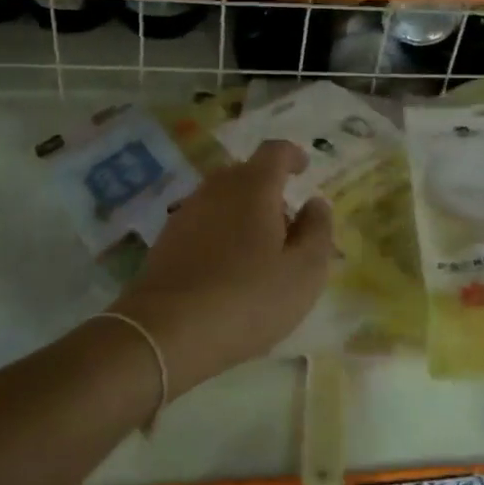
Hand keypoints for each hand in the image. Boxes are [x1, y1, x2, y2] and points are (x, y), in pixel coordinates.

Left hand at [113, 140, 334, 394]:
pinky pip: (203, 223)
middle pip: (246, 174)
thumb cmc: (248, 298)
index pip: (275, 151)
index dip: (292, 156)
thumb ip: (318, 230)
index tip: (303, 168)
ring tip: (259, 251)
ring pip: (222, 199)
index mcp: (254, 186)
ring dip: (243, 213)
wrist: (166, 333)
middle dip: (269, 189)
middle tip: (287, 224)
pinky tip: (227, 268)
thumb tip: (315, 202)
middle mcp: (217, 188)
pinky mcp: (166, 240)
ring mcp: (186, 213)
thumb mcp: (304, 271)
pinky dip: (220, 233)